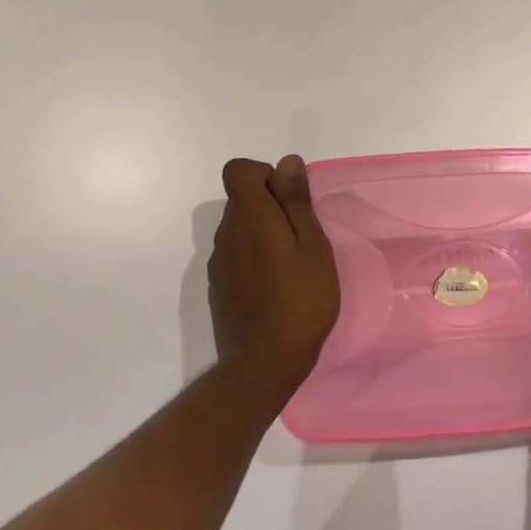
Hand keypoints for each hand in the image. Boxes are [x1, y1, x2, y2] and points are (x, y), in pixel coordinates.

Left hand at [210, 156, 339, 402]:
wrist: (263, 367)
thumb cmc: (299, 301)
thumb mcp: (312, 245)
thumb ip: (296, 201)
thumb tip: (286, 162)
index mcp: (249, 216)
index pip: (238, 170)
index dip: (265, 174)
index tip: (290, 200)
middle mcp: (226, 233)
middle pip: (242, 198)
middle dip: (271, 204)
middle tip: (303, 236)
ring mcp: (218, 262)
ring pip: (240, 227)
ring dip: (264, 232)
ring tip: (293, 263)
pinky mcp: (218, 287)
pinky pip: (237, 253)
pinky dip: (255, 256)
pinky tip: (276, 285)